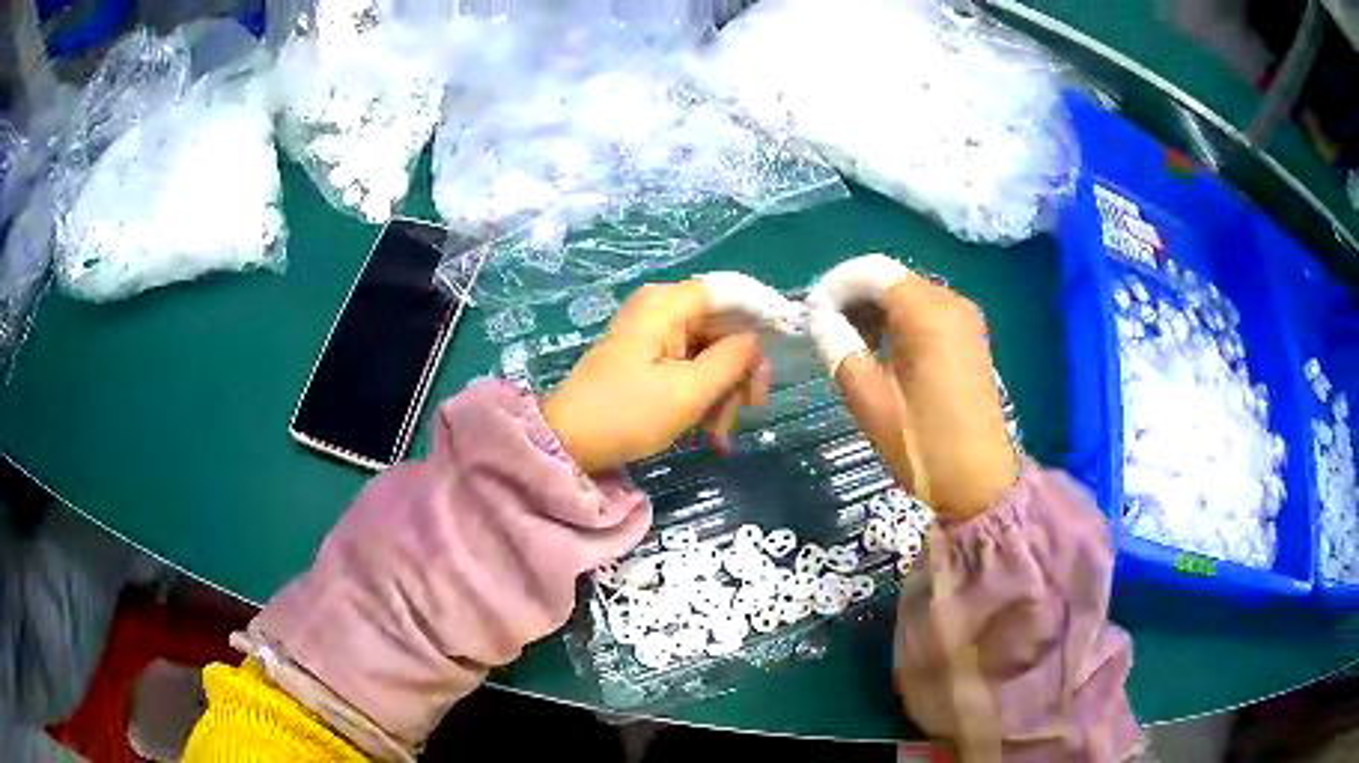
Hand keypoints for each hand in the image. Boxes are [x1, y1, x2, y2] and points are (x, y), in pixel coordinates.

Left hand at [543, 281, 769, 472]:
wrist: (570, 442)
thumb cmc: (628, 414)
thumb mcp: (689, 391)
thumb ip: (732, 360)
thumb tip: (754, 340)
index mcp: (667, 304)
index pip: (730, 291)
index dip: (763, 313)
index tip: (787, 342)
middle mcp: (661, 309)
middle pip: (723, 326)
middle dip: (740, 370)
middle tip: (753, 407)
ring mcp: (654, 333)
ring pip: (711, 351)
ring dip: (723, 392)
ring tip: (719, 435)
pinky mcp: (648, 357)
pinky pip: (691, 366)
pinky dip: (704, 396)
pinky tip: (708, 432)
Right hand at [809, 257, 1017, 519]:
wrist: (978, 484)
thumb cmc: (923, 446)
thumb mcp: (870, 400)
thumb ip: (839, 347)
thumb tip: (818, 316)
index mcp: (929, 314)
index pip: (872, 272)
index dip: (835, 285)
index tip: (810, 314)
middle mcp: (952, 302)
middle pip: (891, 279)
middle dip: (854, 296)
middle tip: (824, 330)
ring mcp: (965, 319)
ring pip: (908, 293)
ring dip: (874, 309)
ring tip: (848, 343)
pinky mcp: (970, 337)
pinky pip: (926, 312)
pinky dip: (898, 321)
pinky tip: (881, 351)